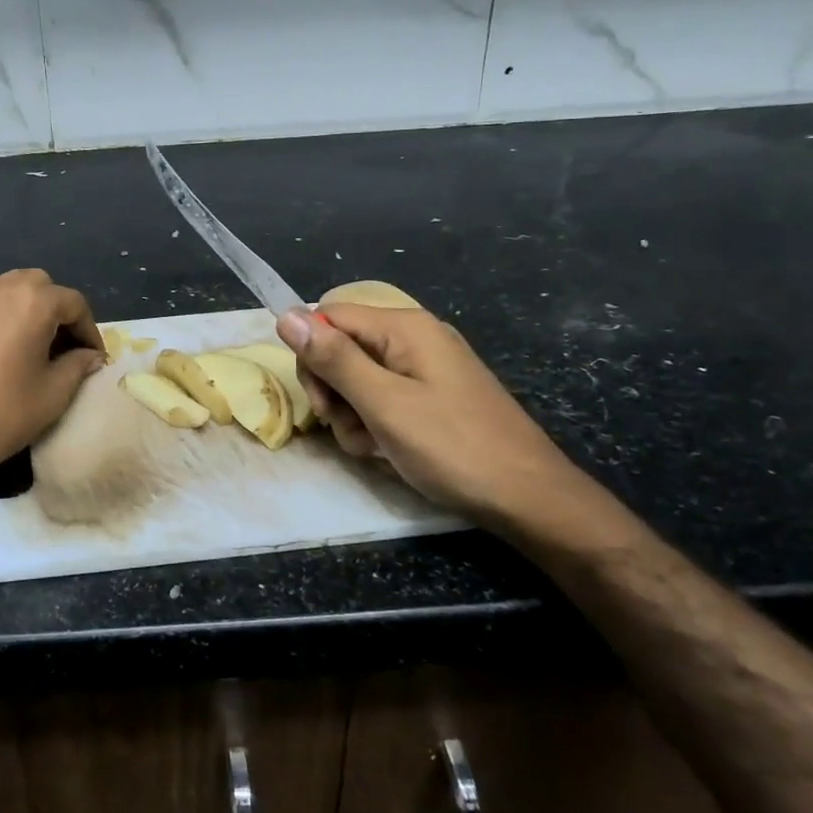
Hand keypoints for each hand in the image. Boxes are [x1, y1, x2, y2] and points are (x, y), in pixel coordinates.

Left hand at [0, 269, 103, 506]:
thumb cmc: (1, 414)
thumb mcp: (53, 394)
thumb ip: (78, 366)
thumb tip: (90, 356)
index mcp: (31, 301)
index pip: (74, 303)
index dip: (90, 330)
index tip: (95, 359)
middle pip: (42, 287)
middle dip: (60, 313)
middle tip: (69, 349)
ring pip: (13, 292)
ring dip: (32, 312)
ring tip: (41, 350)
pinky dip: (7, 318)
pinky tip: (10, 352)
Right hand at [277, 302, 587, 531]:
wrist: (527, 497)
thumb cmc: (452, 447)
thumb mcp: (384, 403)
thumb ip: (334, 359)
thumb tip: (286, 315)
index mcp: (404, 327)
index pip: (329, 317)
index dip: (313, 355)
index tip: (322, 400)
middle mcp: (413, 338)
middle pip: (341, 348)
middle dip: (332, 389)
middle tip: (345, 425)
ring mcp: (424, 368)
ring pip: (357, 379)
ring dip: (352, 414)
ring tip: (374, 445)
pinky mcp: (431, 396)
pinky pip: (383, 398)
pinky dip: (375, 424)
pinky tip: (387, 450)